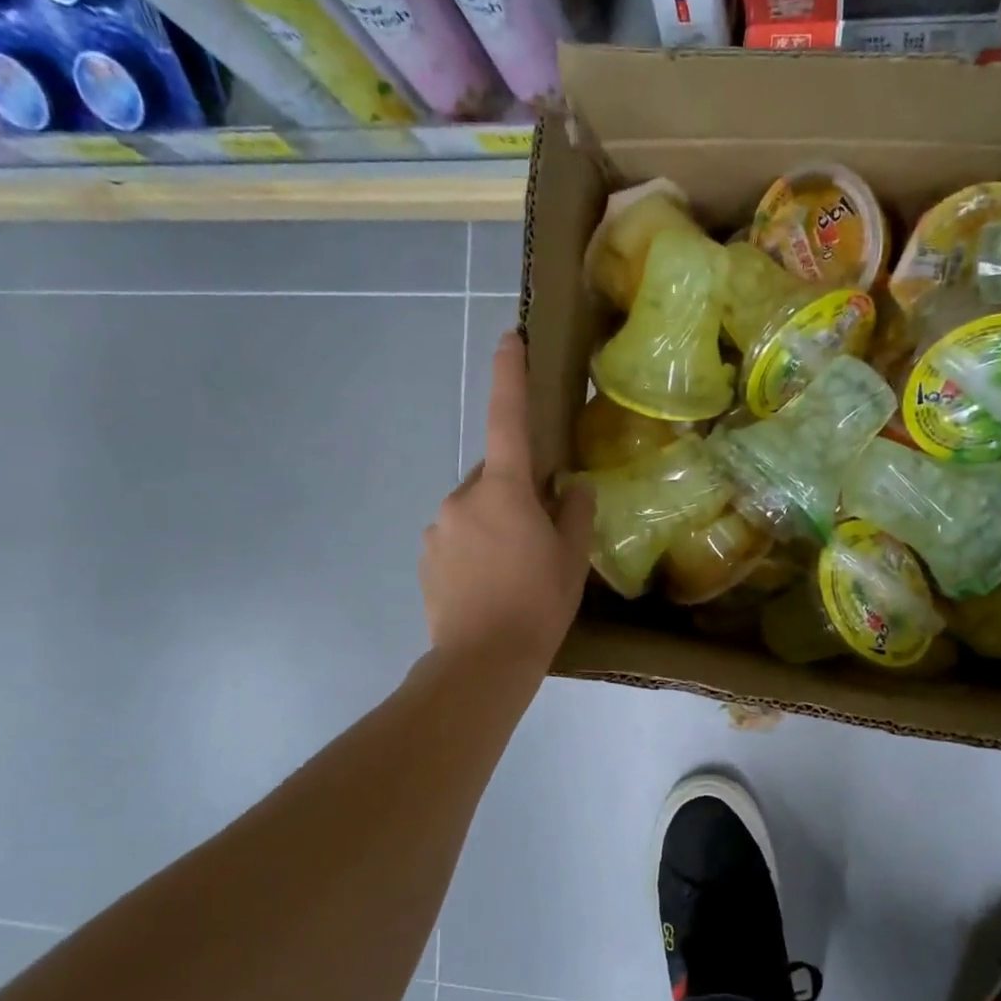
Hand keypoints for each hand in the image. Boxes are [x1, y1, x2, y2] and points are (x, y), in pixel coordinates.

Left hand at [420, 333, 592, 667]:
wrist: (482, 662)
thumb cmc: (537, 605)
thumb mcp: (571, 559)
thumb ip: (574, 513)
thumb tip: (573, 486)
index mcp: (504, 491)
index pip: (507, 419)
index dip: (509, 376)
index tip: (509, 338)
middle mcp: (464, 497)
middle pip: (494, 475)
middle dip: (515, 492)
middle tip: (539, 534)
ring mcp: (439, 526)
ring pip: (475, 508)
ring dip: (494, 523)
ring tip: (513, 570)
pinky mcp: (426, 556)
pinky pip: (457, 535)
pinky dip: (475, 547)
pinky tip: (489, 583)